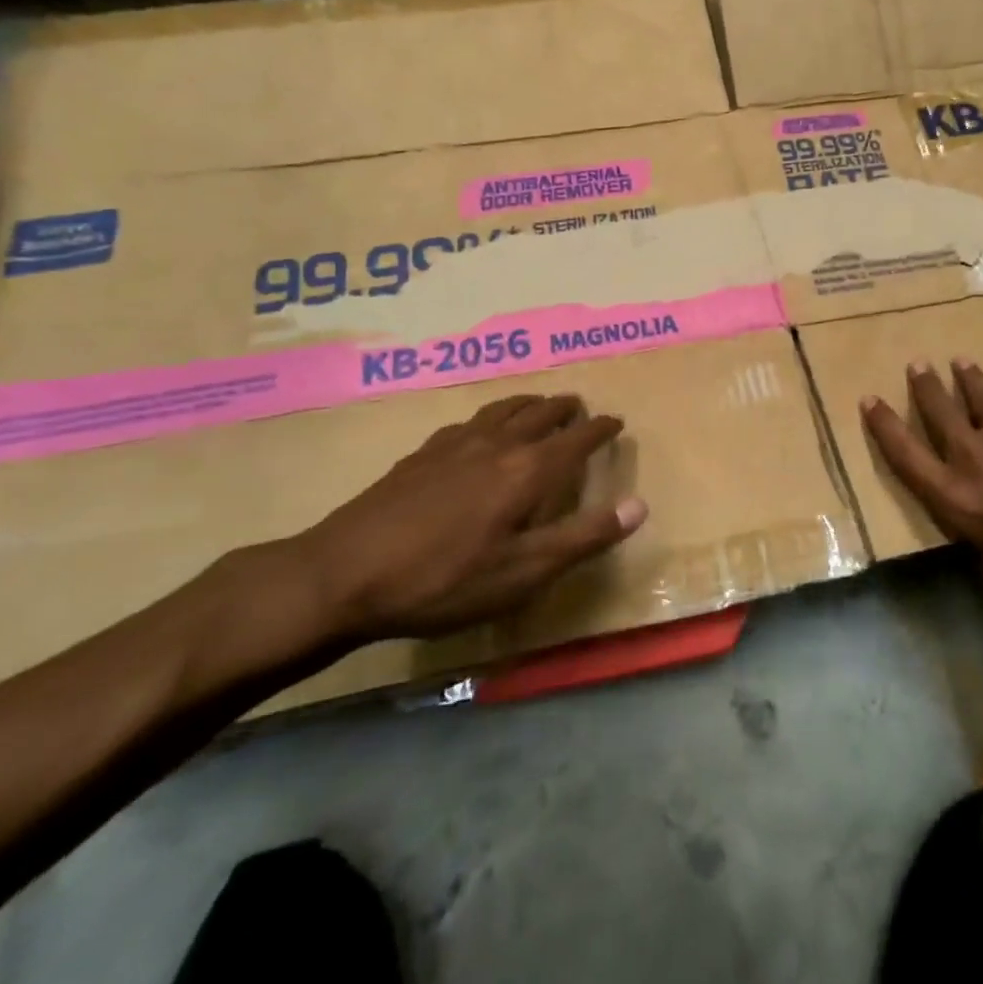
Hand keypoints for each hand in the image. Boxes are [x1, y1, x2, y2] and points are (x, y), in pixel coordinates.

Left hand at [290, 394, 645, 645]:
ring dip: (528, 403)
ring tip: (538, 404)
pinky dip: (490, 417)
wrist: (343, 574)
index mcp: (527, 470)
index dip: (600, 428)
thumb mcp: (523, 572)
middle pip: (540, 413)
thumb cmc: (443, 580)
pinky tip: (478, 430)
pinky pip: (469, 420)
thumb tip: (639, 505)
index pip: (577, 438)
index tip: (616, 421)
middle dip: (565, 408)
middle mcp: (497, 444)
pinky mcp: (422, 453)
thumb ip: (583, 537)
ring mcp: (455, 444)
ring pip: (503, 409)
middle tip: (579, 408)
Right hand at [860, 359, 982, 623]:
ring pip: (979, 395)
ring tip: (958, 362)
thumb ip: (976, 546)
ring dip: (966, 378)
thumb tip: (974, 533)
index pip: (905, 454)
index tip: (869, 400)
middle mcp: (975, 457)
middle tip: (917, 365)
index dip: (883, 425)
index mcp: (955, 498)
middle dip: (924, 386)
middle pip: (940, 411)